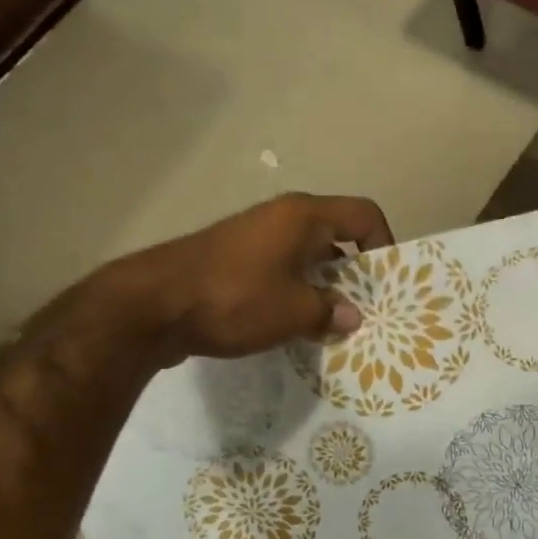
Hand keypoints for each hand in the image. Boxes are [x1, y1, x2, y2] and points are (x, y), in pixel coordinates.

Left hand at [95, 193, 393, 363]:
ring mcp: (254, 236)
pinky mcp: (233, 258)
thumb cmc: (236, 298)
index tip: (385, 282)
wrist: (151, 306)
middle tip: (366, 308)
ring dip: (324, 285)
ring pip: (307, 255)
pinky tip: (294, 324)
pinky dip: (295, 290)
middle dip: (355, 271)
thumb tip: (351, 317)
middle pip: (337, 235)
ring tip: (333, 321)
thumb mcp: (295, 312)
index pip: (364, 214)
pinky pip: (280, 268)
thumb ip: (331, 312)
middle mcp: (282, 216)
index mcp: (305, 216)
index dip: (384, 244)